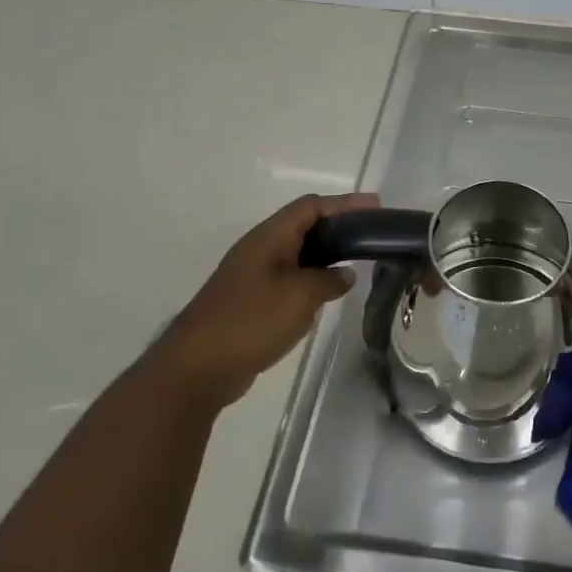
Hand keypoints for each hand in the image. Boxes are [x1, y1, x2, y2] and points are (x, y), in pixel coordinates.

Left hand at [160, 192, 378, 407]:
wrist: (197, 367)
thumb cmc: (251, 320)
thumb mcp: (301, 296)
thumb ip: (329, 280)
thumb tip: (345, 275)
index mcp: (269, 237)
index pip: (311, 206)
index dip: (344, 203)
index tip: (375, 207)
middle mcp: (260, 249)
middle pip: (304, 225)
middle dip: (338, 226)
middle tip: (371, 233)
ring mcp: (252, 276)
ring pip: (297, 253)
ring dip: (325, 254)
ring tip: (356, 260)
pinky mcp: (250, 301)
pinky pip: (289, 278)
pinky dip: (311, 278)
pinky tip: (328, 293)